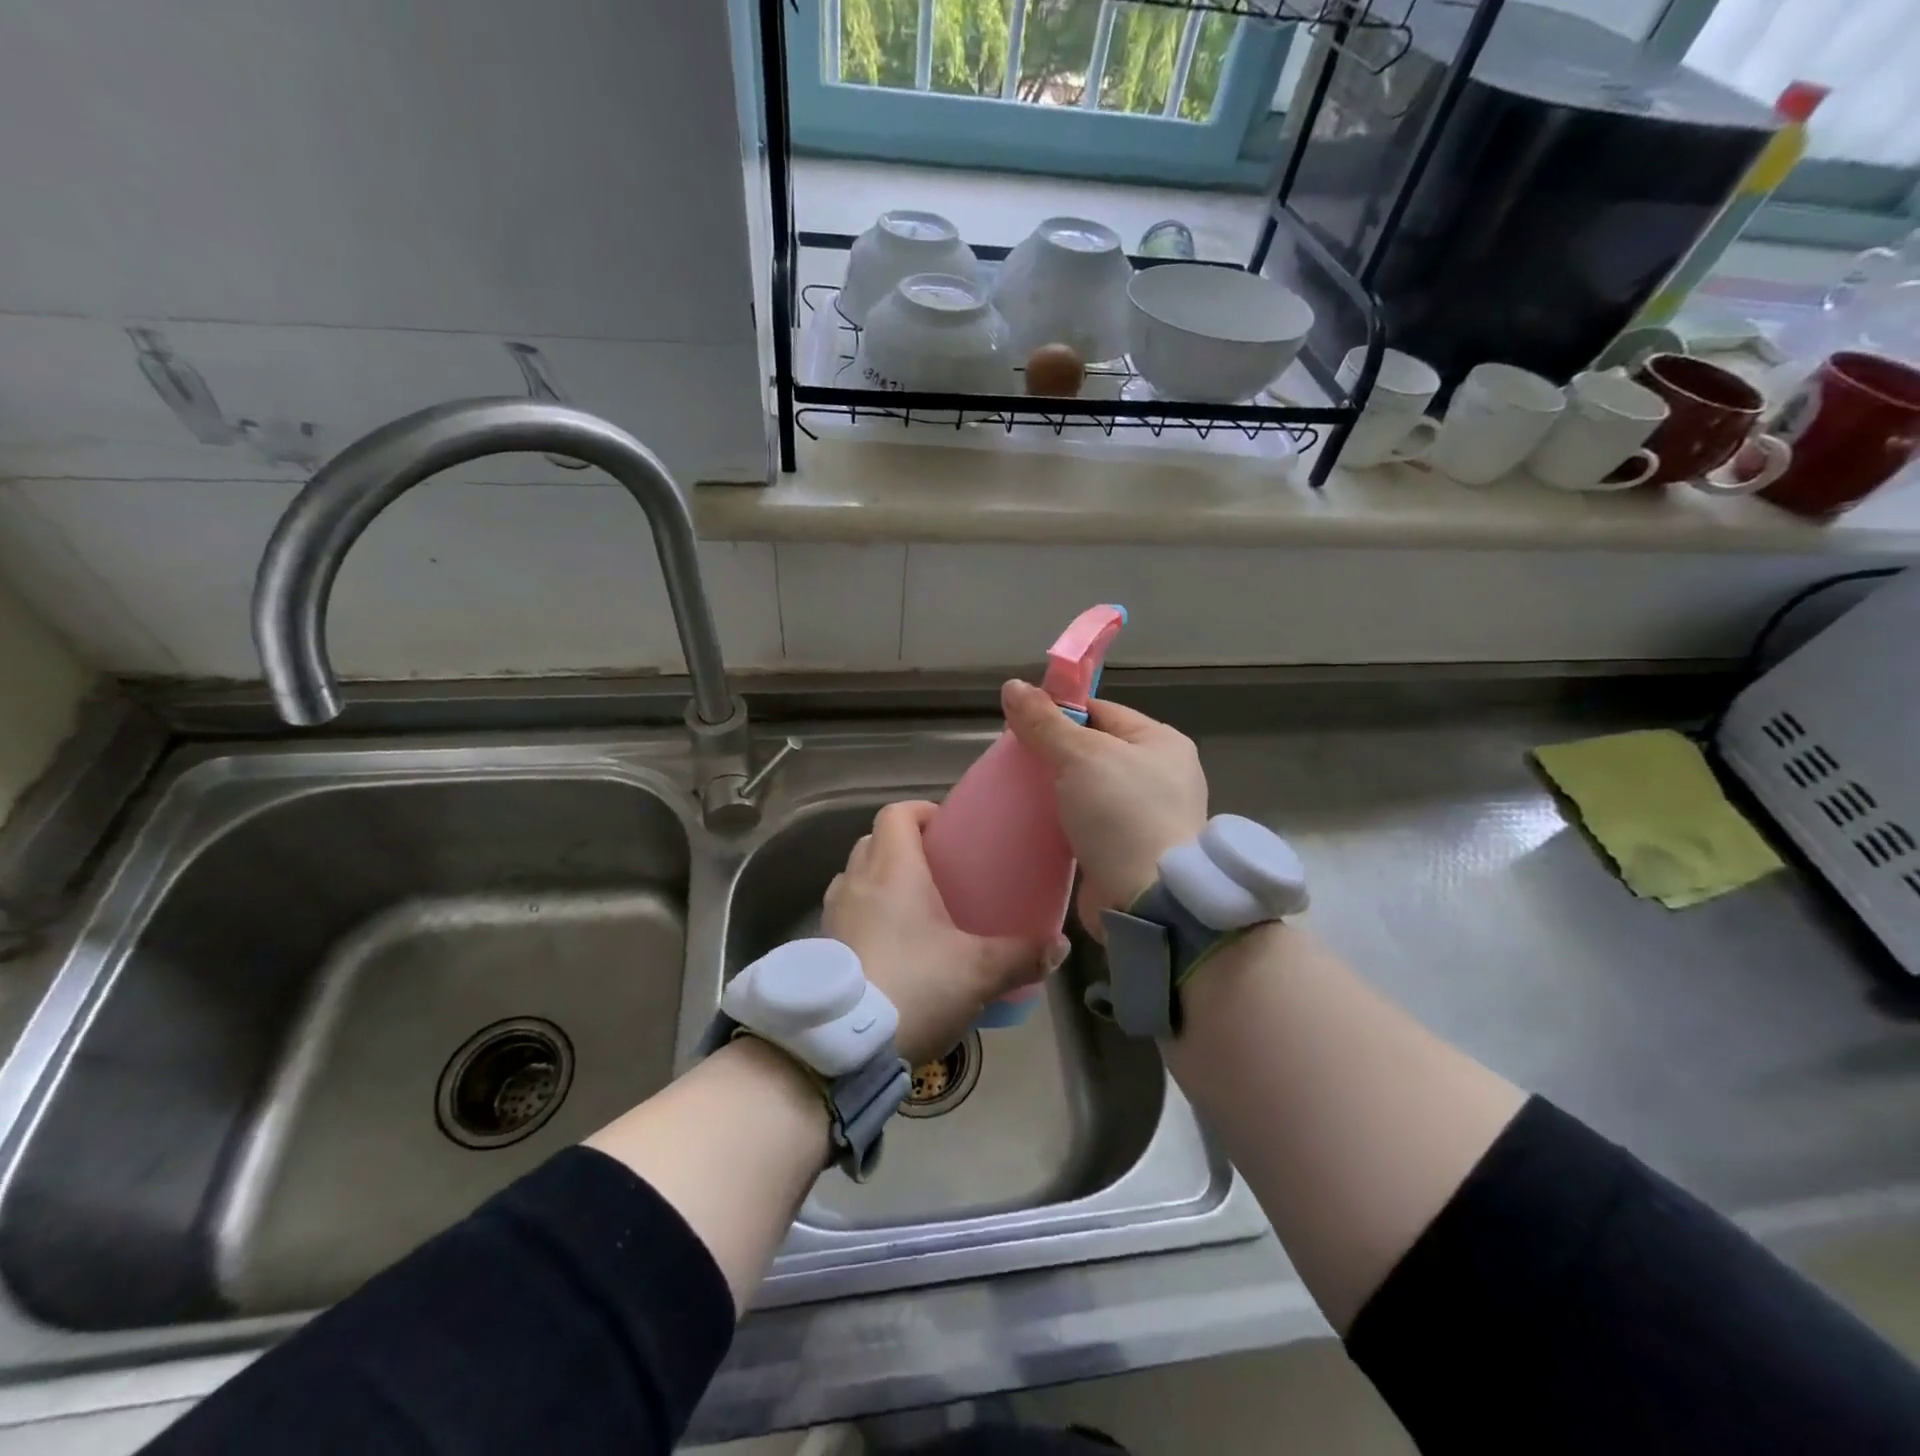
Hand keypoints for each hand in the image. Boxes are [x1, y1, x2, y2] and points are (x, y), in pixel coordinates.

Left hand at [823, 800, 1066, 1063]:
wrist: (843, 1045)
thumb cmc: (914, 987)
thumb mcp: (978, 972)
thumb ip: (1022, 955)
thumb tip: (1059, 946)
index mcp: (892, 870)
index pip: (897, 813)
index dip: (921, 812)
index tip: (947, 829)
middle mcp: (856, 881)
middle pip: (874, 841)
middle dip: (904, 846)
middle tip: (937, 871)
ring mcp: (833, 914)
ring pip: (855, 876)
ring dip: (879, 880)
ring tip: (913, 907)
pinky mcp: (822, 947)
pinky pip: (845, 912)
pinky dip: (865, 914)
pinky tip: (891, 946)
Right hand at [1001, 679, 1207, 935]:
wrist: (1148, 901)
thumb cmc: (1121, 814)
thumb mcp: (1080, 756)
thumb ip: (1044, 722)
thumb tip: (1011, 685)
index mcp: (1161, 742)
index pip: (1100, 712)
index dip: (1059, 713)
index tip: (1020, 724)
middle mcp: (1160, 774)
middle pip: (1093, 750)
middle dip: (1053, 754)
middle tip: (1015, 762)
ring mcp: (1147, 815)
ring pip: (1088, 789)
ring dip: (1056, 791)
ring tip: (1019, 792)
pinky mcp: (1129, 850)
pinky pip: (1089, 823)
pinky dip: (1065, 821)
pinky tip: (1037, 823)